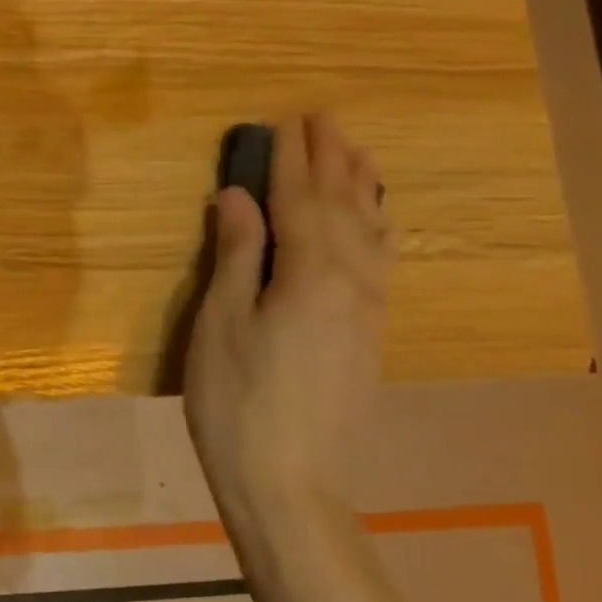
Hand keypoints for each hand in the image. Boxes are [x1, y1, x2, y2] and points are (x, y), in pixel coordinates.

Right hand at [184, 115, 393, 505]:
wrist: (289, 480)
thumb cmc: (236, 399)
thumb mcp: (221, 322)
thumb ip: (237, 254)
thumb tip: (238, 196)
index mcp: (309, 274)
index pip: (300, 200)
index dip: (291, 159)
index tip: (287, 120)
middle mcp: (351, 282)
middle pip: (343, 208)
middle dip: (331, 161)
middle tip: (324, 121)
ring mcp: (367, 310)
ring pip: (371, 233)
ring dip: (361, 189)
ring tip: (358, 154)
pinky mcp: (369, 335)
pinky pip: (380, 262)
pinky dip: (376, 229)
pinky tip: (375, 223)